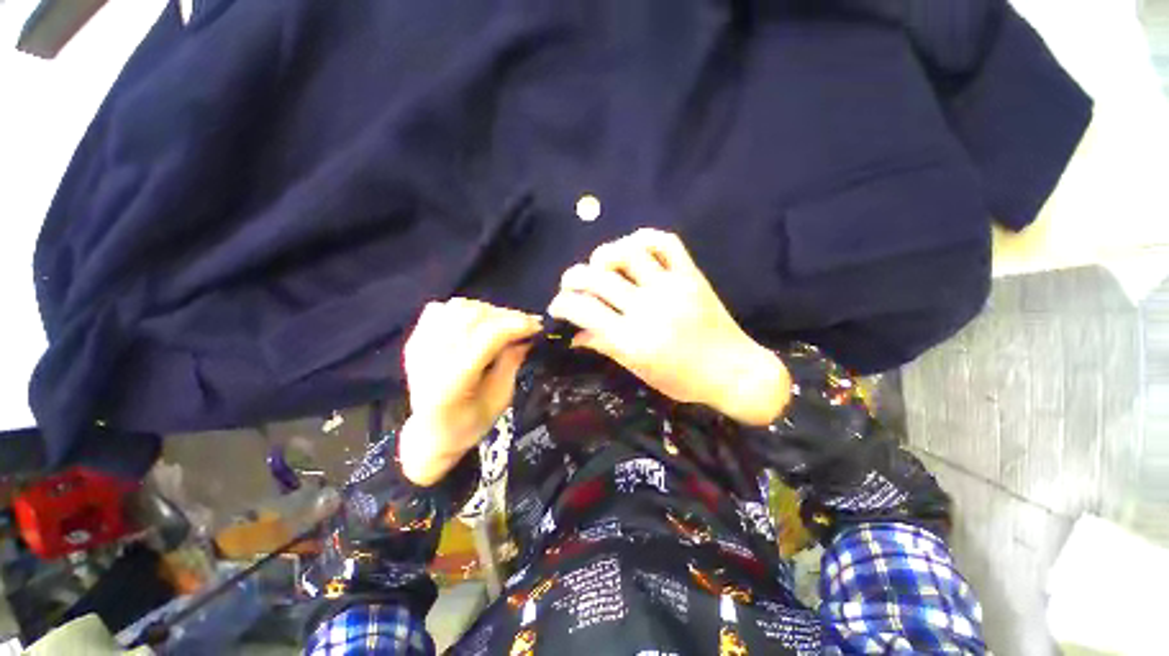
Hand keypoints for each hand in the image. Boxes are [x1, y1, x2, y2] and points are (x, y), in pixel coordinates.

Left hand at [399, 298, 541, 484]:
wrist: (429, 435)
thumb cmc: (469, 424)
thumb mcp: (500, 399)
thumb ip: (512, 363)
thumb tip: (527, 336)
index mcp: (452, 382)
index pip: (487, 335)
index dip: (517, 324)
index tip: (538, 326)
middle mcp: (430, 358)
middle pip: (474, 316)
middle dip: (507, 316)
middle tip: (526, 325)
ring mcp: (419, 346)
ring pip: (458, 307)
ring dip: (488, 311)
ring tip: (504, 324)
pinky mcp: (415, 339)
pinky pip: (442, 308)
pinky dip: (464, 310)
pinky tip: (476, 324)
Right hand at [548, 229, 789, 425]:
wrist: (734, 371)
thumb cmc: (683, 380)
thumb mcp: (639, 370)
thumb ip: (605, 346)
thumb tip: (574, 335)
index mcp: (633, 340)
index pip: (584, 311)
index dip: (562, 304)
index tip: (557, 305)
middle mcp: (649, 309)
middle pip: (598, 278)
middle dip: (573, 277)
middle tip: (570, 284)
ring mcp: (672, 287)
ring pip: (628, 253)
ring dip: (604, 255)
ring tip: (599, 266)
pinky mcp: (691, 275)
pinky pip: (666, 242)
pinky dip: (643, 239)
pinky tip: (632, 250)